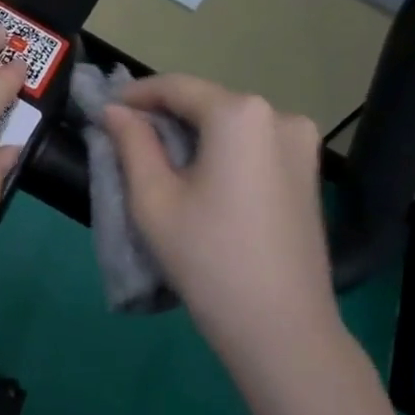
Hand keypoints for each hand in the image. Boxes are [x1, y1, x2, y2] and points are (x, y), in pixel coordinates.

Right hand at [100, 74, 343, 370]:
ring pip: (231, 125)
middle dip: (165, 116)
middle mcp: (279, 115)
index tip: (105, 110)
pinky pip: (254, 145)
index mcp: (240, 114)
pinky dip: (222, 152)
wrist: (281, 327)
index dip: (136, 95)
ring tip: (160, 163)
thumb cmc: (207, 259)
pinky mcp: (309, 171)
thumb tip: (115, 110)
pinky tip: (201, 179)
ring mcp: (302, 144)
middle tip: (126, 140)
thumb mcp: (153, 199)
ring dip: (194, 135)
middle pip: (207, 103)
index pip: (177, 87)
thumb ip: (132, 143)